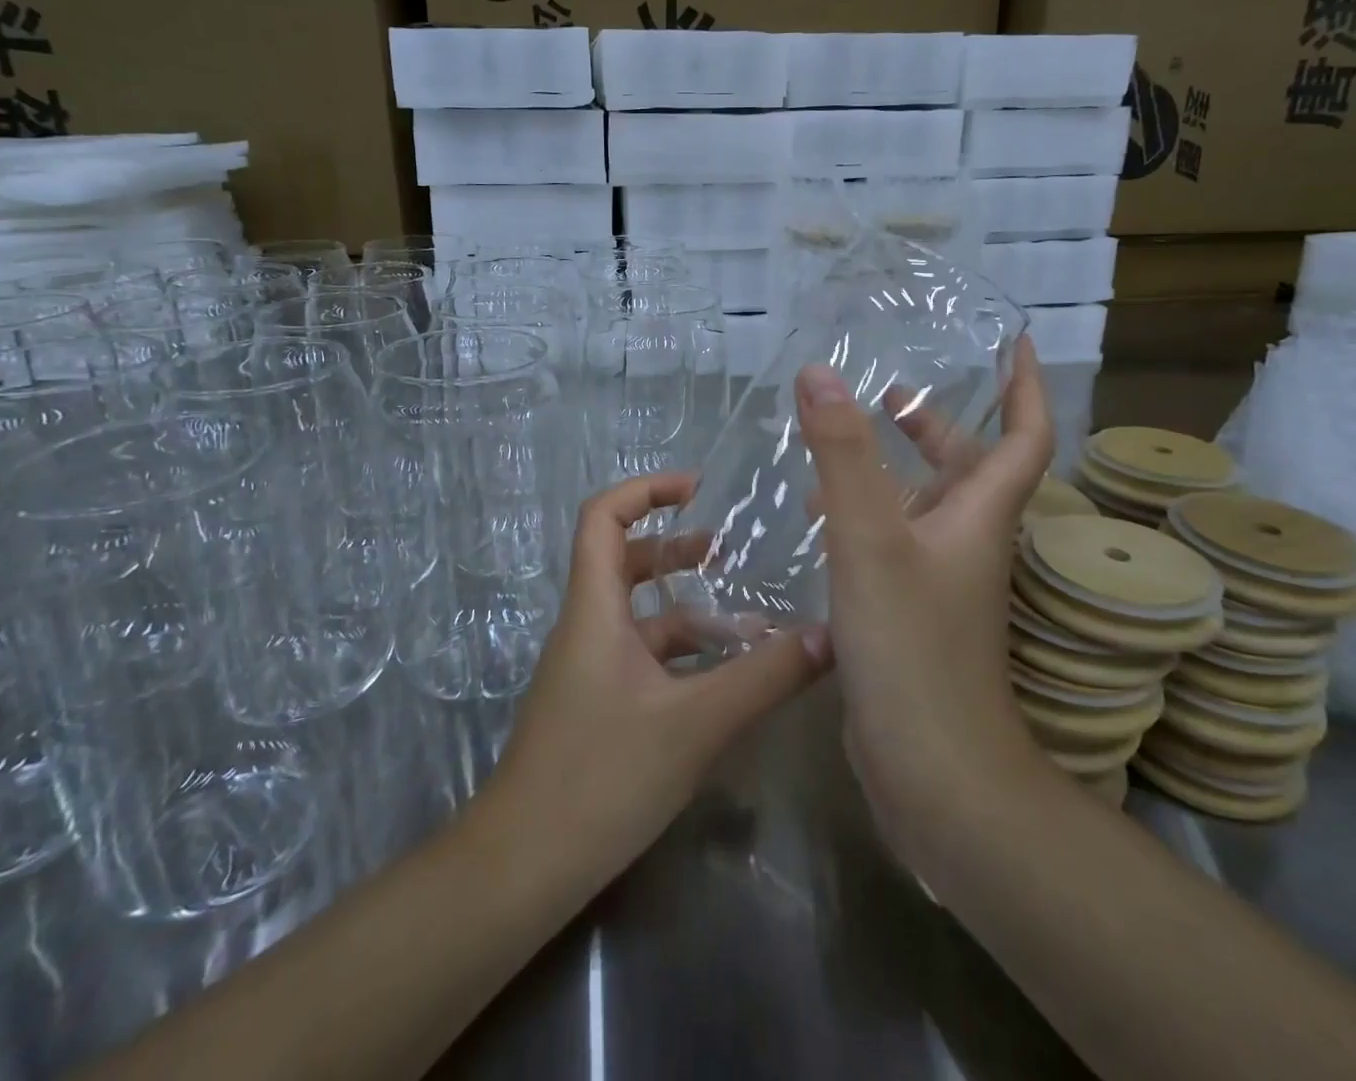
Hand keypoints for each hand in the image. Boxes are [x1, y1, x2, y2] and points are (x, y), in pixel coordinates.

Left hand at [485, 471, 831, 881]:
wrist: (524, 866)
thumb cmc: (601, 777)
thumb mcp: (695, 723)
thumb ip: (764, 678)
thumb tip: (831, 636)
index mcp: (595, 609)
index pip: (603, 517)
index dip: (645, 489)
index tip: (697, 488)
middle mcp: (588, 626)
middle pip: (624, 560)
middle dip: (674, 546)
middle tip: (727, 550)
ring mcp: (590, 668)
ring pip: (639, 615)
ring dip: (687, 608)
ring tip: (747, 618)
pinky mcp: (597, 704)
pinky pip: (642, 658)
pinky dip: (682, 654)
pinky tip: (725, 678)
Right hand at [794, 335, 1055, 867]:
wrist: (935, 774)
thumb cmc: (912, 648)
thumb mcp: (871, 539)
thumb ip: (844, 455)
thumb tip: (819, 373)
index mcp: (979, 516)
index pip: (1024, 436)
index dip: (1023, 386)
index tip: (1011, 342)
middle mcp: (968, 543)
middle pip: (967, 468)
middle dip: (936, 425)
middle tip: (888, 392)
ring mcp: (940, 583)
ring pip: (923, 507)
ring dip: (891, 469)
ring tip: (836, 445)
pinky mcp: (909, 614)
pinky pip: (891, 544)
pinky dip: (862, 517)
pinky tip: (816, 519)